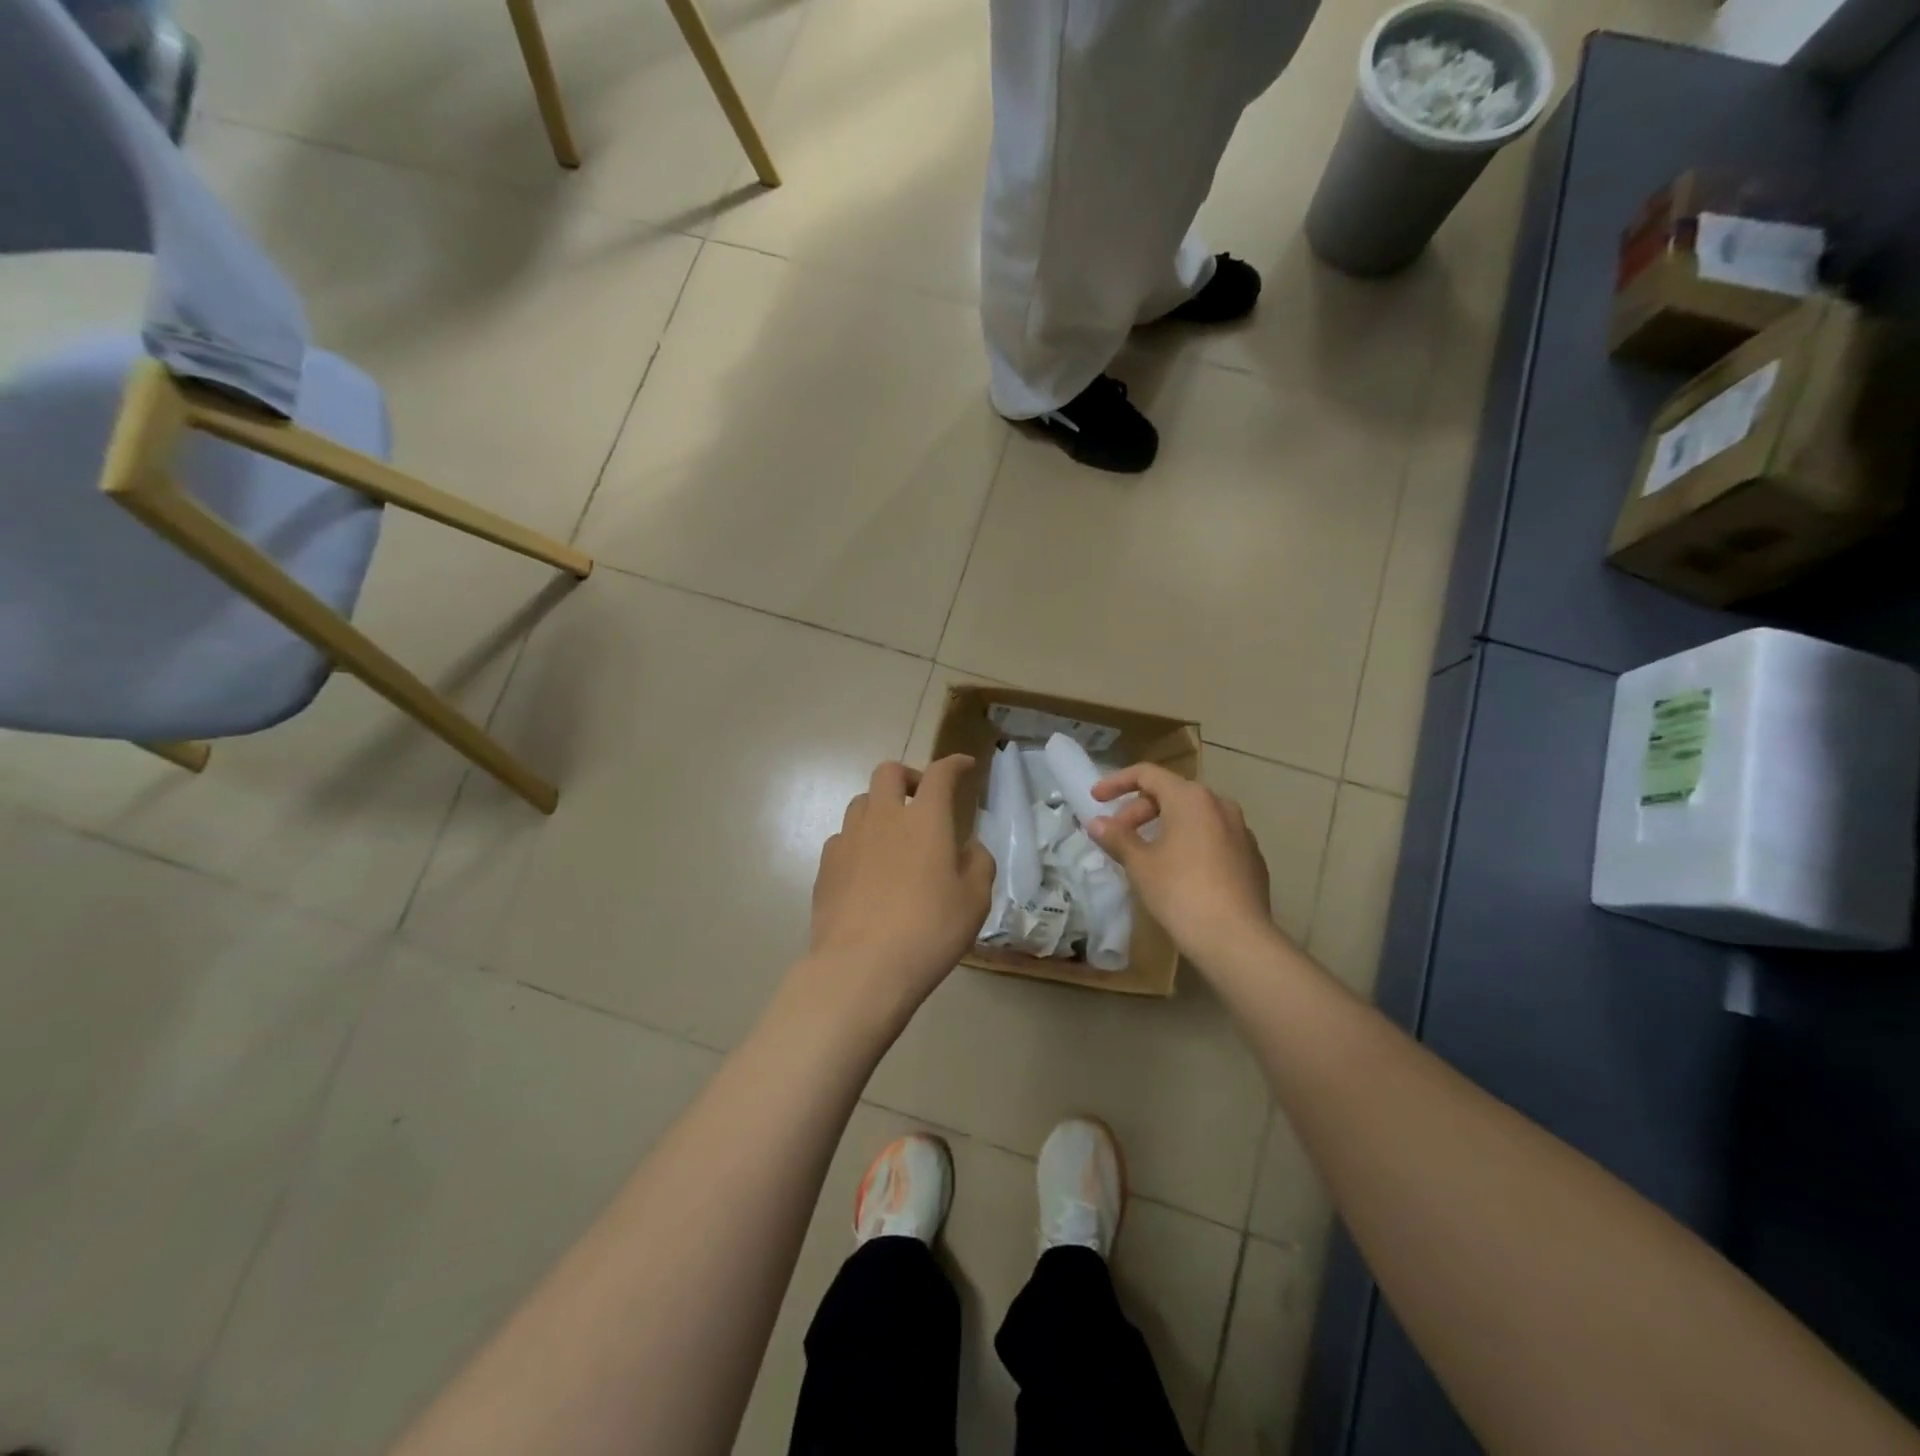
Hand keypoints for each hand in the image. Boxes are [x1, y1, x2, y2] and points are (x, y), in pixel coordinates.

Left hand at [802, 757, 994, 1023]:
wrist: (861, 967)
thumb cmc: (929, 931)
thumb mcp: (974, 901)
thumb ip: (978, 864)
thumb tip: (968, 847)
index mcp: (925, 819)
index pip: (940, 774)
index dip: (954, 764)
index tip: (964, 766)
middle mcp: (883, 818)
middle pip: (888, 772)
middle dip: (908, 776)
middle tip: (922, 799)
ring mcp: (849, 840)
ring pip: (861, 802)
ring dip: (880, 808)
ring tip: (893, 836)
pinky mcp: (826, 866)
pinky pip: (843, 838)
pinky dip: (860, 841)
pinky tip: (868, 869)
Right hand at [1086, 763, 1275, 966]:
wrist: (1236, 938)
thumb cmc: (1180, 892)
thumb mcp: (1140, 864)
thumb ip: (1117, 837)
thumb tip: (1096, 823)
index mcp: (1191, 798)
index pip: (1147, 774)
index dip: (1116, 782)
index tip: (1096, 799)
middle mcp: (1220, 805)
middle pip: (1171, 794)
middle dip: (1139, 810)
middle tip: (1117, 835)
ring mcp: (1241, 830)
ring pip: (1194, 816)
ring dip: (1164, 826)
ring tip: (1145, 853)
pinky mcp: (1251, 857)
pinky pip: (1212, 838)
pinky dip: (1189, 843)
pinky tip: (1178, 871)